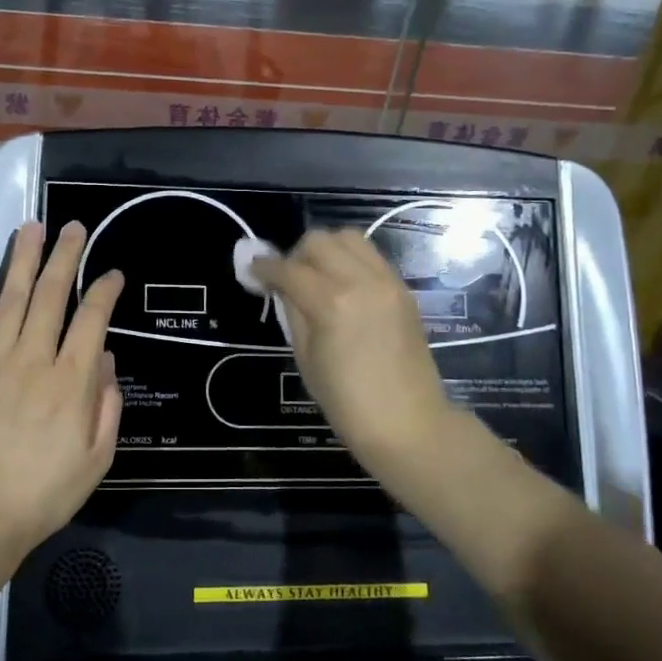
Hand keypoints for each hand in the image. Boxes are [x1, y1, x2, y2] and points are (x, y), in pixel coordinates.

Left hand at [0, 220, 123, 556]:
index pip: (93, 320)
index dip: (105, 291)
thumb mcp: (97, 458)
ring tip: (31, 227)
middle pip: (52, 296)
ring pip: (11, 301)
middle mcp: (33, 360)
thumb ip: (106, 405)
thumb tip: (104, 358)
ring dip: (23, 261)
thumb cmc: (45, 494)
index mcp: (71, 382)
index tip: (113, 273)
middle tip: (74, 227)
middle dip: (65, 257)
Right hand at [249, 230, 459, 473]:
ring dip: (326, 250)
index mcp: (332, 303)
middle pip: (319, 241)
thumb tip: (282, 287)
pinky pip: (371, 256)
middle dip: (296, 255)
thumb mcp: (306, 359)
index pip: (289, 269)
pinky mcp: (403, 289)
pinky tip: (343, 286)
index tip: (253, 272)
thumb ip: (293, 313)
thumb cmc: (347, 403)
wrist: (408, 423)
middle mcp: (361, 281)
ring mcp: (387, 281)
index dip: (265, 268)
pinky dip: (351, 260)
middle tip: (288, 279)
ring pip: (349, 237)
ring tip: (317, 277)